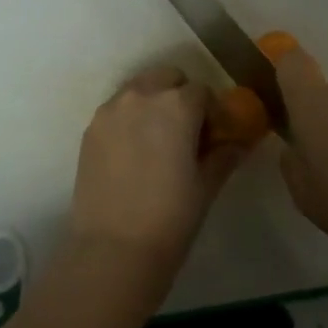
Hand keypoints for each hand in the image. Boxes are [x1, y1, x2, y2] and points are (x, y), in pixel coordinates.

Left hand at [50, 67, 248, 321]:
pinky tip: (134, 152)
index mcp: (177, 105)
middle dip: (180, 96)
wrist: (113, 249)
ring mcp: (111, 110)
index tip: (214, 136)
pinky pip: (117, 109)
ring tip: (158, 141)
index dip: (212, 112)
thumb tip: (237, 143)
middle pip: (168, 78)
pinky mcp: (90, 129)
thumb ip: (224, 155)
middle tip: (187, 132)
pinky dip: (129, 118)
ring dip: (153, 102)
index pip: (203, 92)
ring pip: (139, 89)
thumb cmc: (171, 218)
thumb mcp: (206, 185)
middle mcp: (142, 96)